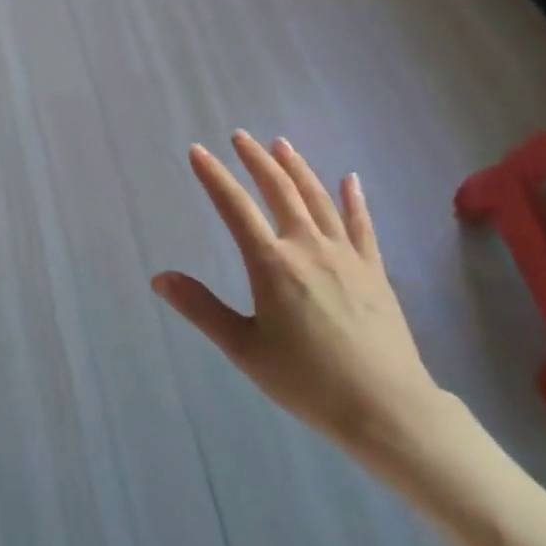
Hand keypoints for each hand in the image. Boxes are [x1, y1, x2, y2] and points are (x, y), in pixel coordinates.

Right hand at [153, 133, 451, 471]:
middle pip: (279, 190)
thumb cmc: (307, 382)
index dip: (214, 176)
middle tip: (240, 137)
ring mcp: (345, 255)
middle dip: (256, 160)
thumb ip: (202, 309)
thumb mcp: (244, 349)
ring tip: (281, 144)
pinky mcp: (374, 270)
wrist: (386, 408)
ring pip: (318, 198)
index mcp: (272, 264)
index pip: (235, 208)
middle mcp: (308, 246)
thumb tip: (159, 278)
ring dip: (297, 168)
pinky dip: (354, 199)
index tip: (198, 151)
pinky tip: (350, 179)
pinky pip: (362, 224)